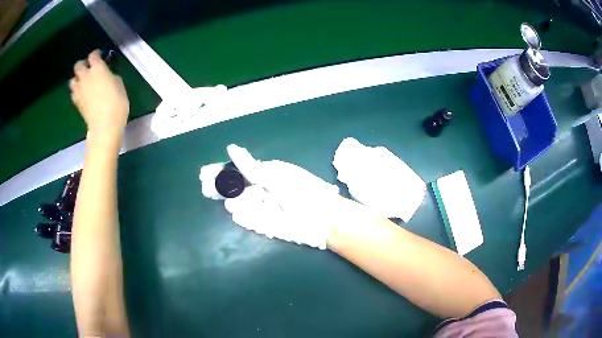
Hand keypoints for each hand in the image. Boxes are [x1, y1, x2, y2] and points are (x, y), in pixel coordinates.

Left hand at [69, 50, 128, 140]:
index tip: (100, 56)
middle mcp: (86, 76)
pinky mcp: (77, 103)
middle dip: (83, 65)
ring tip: (83, 81)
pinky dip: (76, 91)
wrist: (104, 126)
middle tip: (88, 68)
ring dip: (77, 78)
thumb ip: (110, 76)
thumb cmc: (116, 103)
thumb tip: (106, 76)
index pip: (93, 55)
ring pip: (73, 79)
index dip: (96, 54)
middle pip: (78, 65)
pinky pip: (74, 93)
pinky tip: (82, 93)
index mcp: (98, 69)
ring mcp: (79, 90)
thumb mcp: (119, 85)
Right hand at [216, 145, 371, 248]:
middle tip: (204, 187)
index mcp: (266, 173)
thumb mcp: (275, 175)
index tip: (204, 173)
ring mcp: (262, 207)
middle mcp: (262, 189)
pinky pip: (248, 218)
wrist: (322, 218)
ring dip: (229, 200)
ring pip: (239, 203)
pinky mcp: (264, 224)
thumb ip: (251, 166)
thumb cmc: (302, 192)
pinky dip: (242, 216)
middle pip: (235, 187)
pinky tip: (235, 212)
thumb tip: (232, 148)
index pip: (238, 170)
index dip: (222, 171)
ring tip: (223, 198)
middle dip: (219, 186)